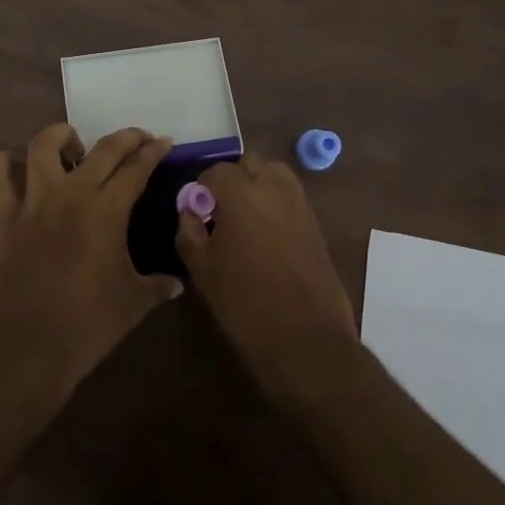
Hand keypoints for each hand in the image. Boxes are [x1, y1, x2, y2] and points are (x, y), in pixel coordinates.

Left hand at [0, 124, 182, 401]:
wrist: (29, 351)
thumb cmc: (88, 325)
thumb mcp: (133, 304)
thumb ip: (157, 286)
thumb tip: (177, 284)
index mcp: (106, 210)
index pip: (136, 168)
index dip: (153, 151)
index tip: (163, 141)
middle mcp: (71, 194)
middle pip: (102, 149)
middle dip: (125, 137)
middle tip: (137, 139)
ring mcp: (34, 203)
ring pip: (43, 147)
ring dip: (62, 137)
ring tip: (74, 148)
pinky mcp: (6, 220)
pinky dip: (3, 165)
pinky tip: (13, 163)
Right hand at [175, 153, 357, 404]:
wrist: (305, 340)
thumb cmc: (245, 304)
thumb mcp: (203, 271)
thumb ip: (189, 232)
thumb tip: (189, 210)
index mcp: (242, 194)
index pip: (216, 171)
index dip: (202, 188)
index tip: (197, 210)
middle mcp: (274, 188)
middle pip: (250, 163)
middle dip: (233, 178)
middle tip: (221, 209)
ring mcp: (300, 204)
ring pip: (275, 174)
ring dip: (258, 184)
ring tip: (245, 217)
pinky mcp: (316, 223)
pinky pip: (291, 197)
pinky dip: (276, 202)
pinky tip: (266, 234)